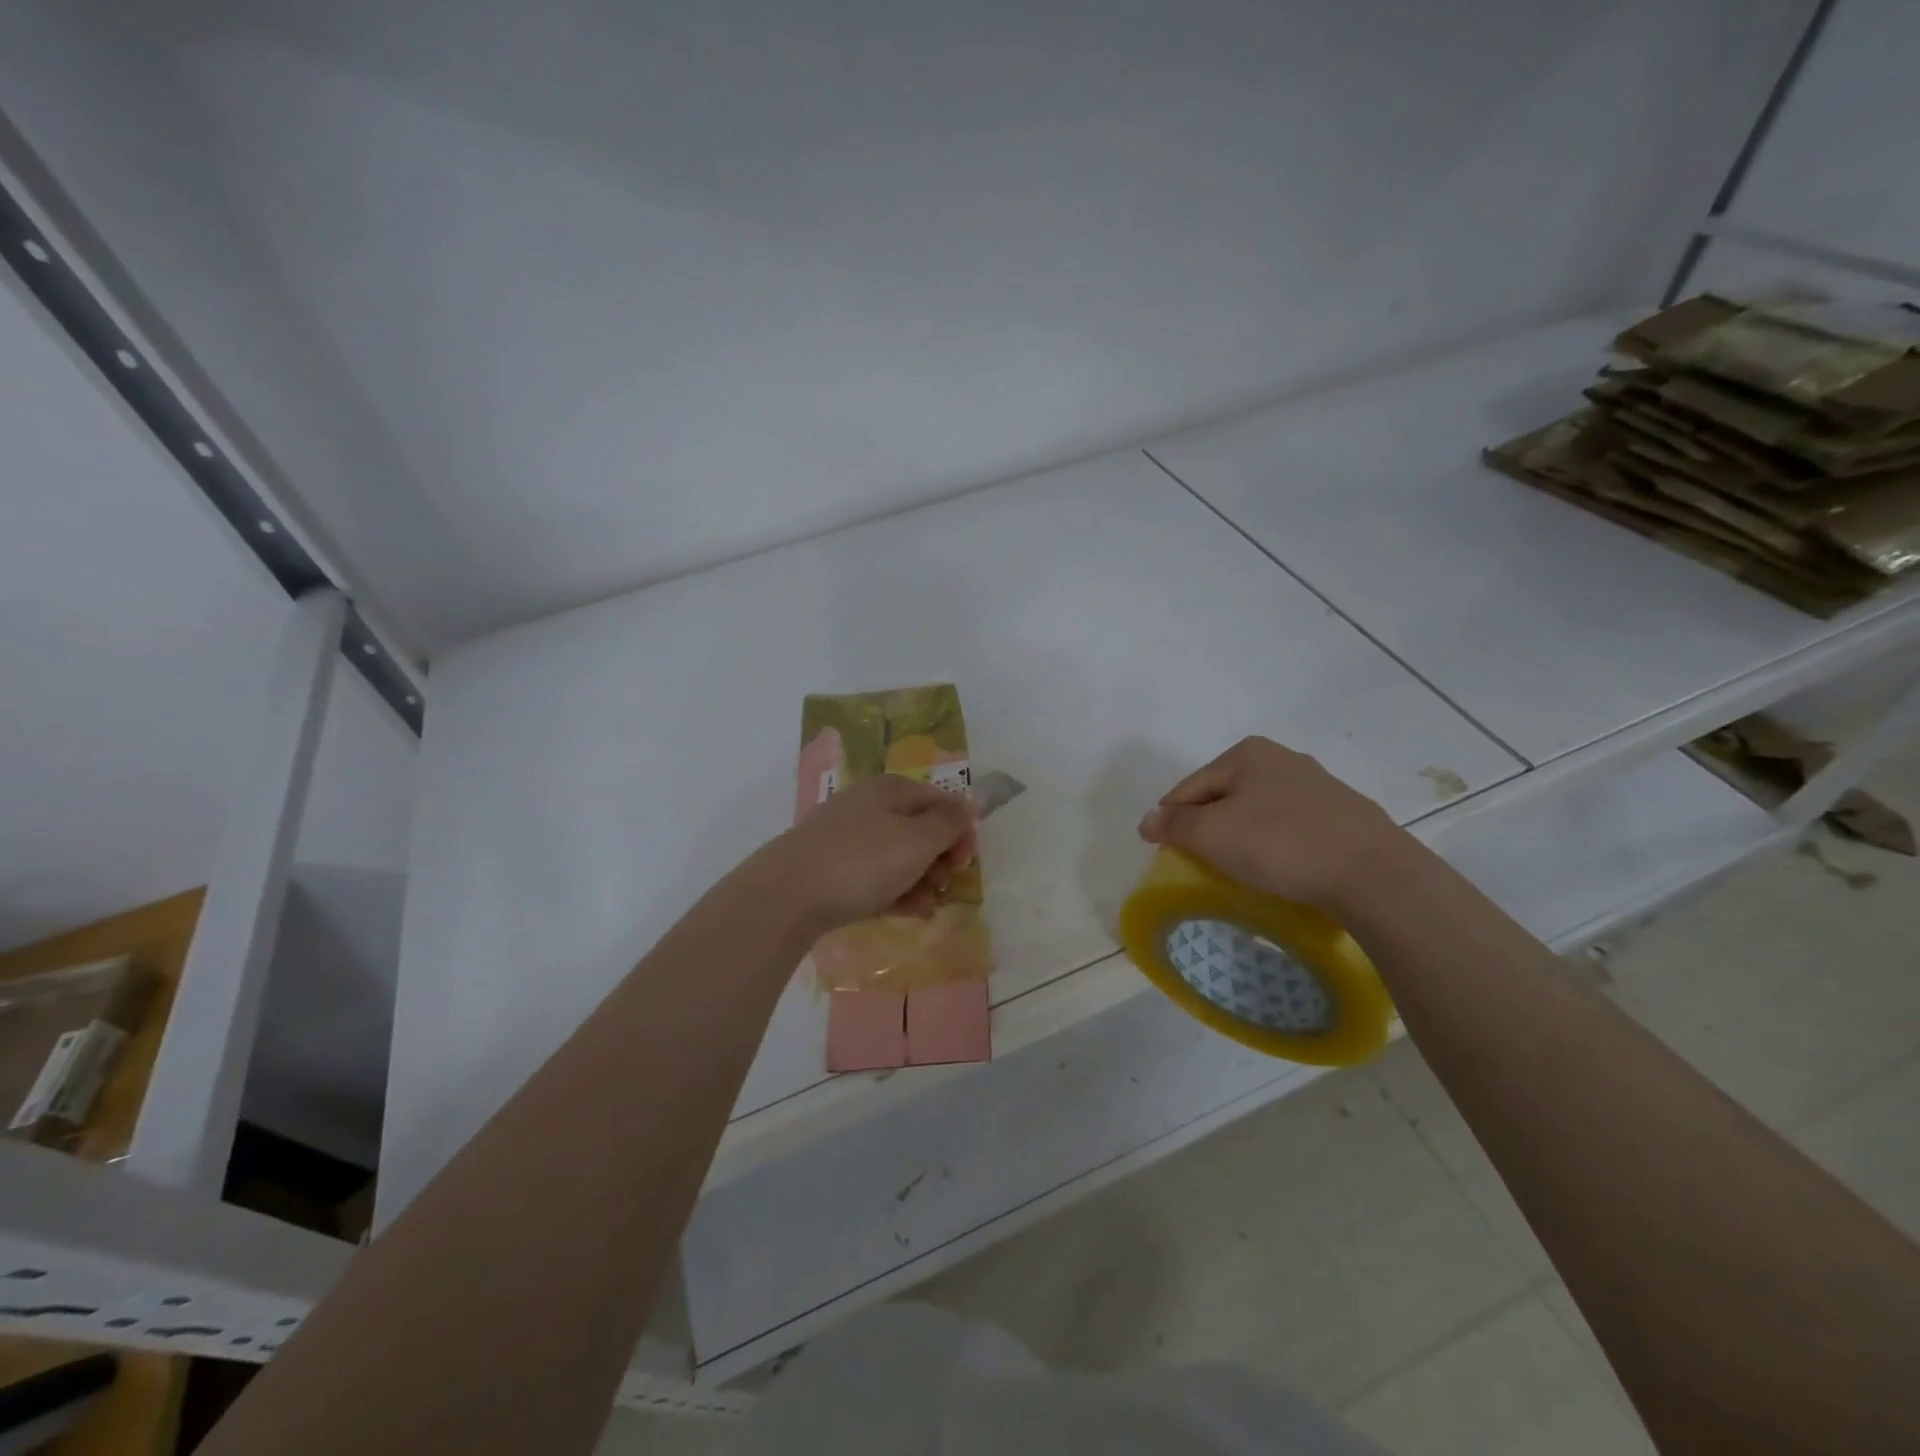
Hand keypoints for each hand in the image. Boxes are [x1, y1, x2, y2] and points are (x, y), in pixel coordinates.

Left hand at [754, 773, 977, 932]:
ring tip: (923, 907)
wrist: (787, 894)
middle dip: (938, 859)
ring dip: (919, 880)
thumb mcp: (917, 840)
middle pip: (920, 829)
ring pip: (898, 855)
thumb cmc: (862, 862)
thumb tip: (967, 805)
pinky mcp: (832, 866)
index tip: (963, 864)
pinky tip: (904, 912)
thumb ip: (948, 823)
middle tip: (941, 885)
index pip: (941, 801)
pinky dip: (894, 891)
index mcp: (891, 789)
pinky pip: (874, 874)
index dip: (960, 831)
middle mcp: (869, 805)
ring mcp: (847, 836)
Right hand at [1138, 736, 1409, 913]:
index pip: (1189, 787)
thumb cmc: (1281, 844)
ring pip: (1257, 811)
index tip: (1165, 852)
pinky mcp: (1342, 815)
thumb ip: (1174, 825)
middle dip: (1208, 826)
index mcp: (1247, 753)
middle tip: (1202, 862)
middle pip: (1223, 796)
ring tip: (1240, 869)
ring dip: (1241, 836)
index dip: (1171, 820)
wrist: (1373, 873)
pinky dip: (1274, 844)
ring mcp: (1317, 786)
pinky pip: (1289, 827)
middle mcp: (1282, 759)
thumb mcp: (1213, 834)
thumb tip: (1146, 820)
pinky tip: (1280, 867)